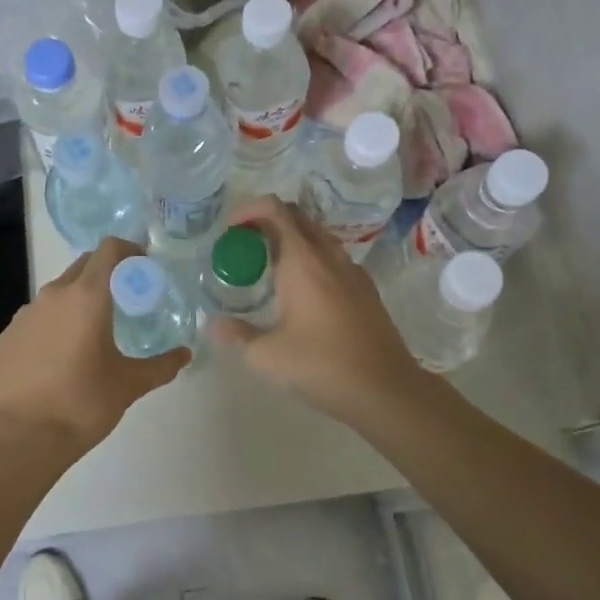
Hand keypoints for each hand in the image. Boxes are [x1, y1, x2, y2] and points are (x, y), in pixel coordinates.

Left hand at [0, 235, 188, 464]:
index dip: (129, 250)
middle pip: (84, 265)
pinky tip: (62, 355)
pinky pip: (38, 316)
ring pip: (59, 291)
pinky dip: (55, 322)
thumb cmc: (83, 404)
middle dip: (106, 273)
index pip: (109, 249)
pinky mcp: (8, 335)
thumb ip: (161, 366)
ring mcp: (25, 314)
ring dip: (79, 299)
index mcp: (87, 297)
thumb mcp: (129, 385)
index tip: (143, 268)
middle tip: (125, 299)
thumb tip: (185, 355)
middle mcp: (53, 295)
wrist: (22, 439)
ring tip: (94, 331)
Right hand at [208, 197, 423, 426]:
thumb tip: (214, 325)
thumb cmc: (322, 366)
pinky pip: (332, 257)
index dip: (248, 210)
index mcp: (303, 261)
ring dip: (289, 240)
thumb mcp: (268, 356)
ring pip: (317, 236)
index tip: (229, 231)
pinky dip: (310, 259)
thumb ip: (237, 335)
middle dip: (265, 221)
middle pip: (296, 216)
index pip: (274, 210)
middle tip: (243, 247)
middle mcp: (329, 256)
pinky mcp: (365, 289)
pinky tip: (300, 292)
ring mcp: (352, 271)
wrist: (385, 389)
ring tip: (267, 269)